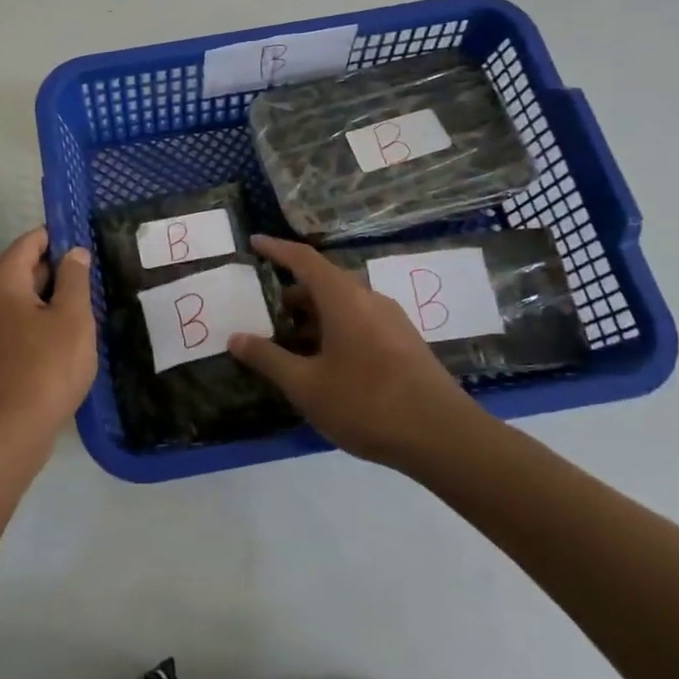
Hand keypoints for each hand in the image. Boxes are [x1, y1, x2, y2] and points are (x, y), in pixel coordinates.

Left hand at [0, 227, 97, 452]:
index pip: (27, 244)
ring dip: (52, 298)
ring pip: (23, 300)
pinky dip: (42, 321)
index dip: (55, 236)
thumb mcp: (72, 318)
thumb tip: (74, 252)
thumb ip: (74, 280)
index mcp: (3, 284)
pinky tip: (68, 335)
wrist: (10, 432)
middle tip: (91, 271)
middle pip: (22, 270)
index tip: (83, 238)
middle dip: (56, 268)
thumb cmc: (46, 367)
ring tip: (86, 302)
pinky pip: (20, 325)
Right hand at [228, 234, 479, 466]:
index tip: (254, 242)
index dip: (277, 249)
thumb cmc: (366, 403)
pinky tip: (325, 363)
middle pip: (324, 282)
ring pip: (343, 304)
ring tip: (290, 343)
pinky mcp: (405, 343)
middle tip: (265, 310)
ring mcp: (391, 320)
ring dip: (314, 316)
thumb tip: (235, 338)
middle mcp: (369, 298)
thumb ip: (268, 358)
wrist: (443, 436)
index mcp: (343, 298)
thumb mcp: (306, 385)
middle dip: (292, 293)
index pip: (304, 259)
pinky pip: (360, 321)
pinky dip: (335, 329)